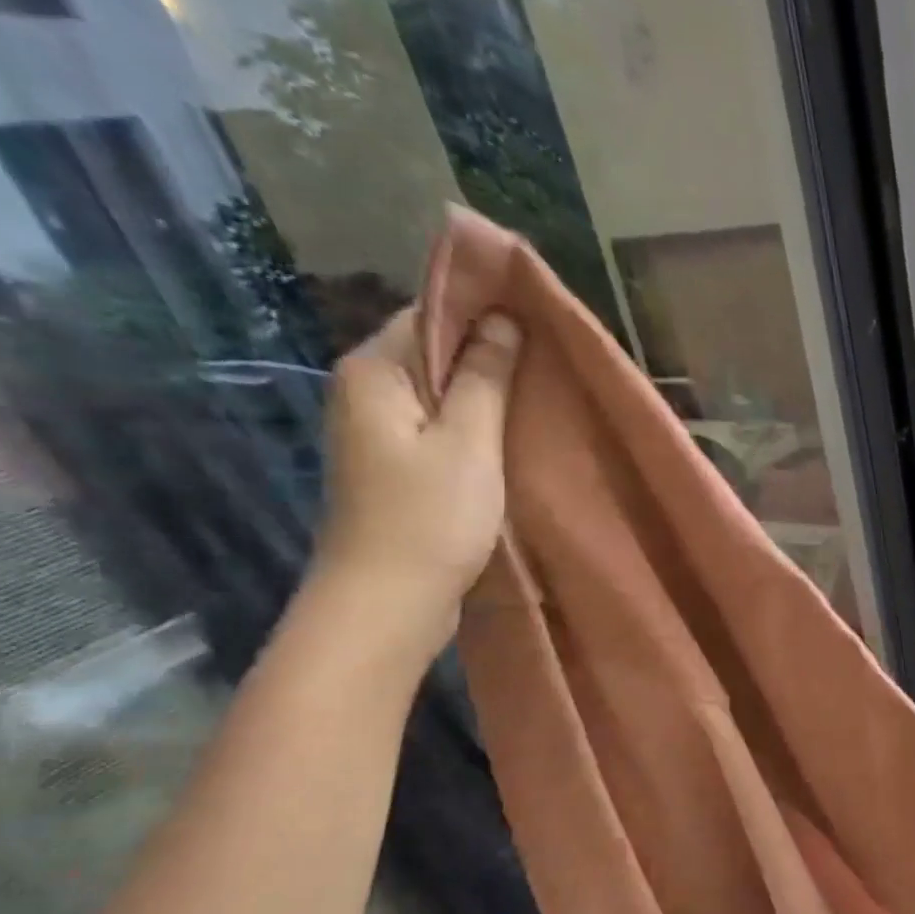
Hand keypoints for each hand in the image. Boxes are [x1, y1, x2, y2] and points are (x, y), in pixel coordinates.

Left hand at [311, 307, 521, 659]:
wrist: (388, 600)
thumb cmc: (430, 518)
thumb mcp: (470, 443)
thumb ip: (485, 378)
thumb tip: (503, 319)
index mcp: (374, 371)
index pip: (430, 314)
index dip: (483, 313)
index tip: (538, 323)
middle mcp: (365, 391)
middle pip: (433, 353)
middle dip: (488, 354)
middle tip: (550, 364)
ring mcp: (376, 431)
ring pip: (439, 393)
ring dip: (485, 394)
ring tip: (539, 398)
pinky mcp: (394, 466)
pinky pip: (438, 427)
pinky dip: (473, 426)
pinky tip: (510, 438)